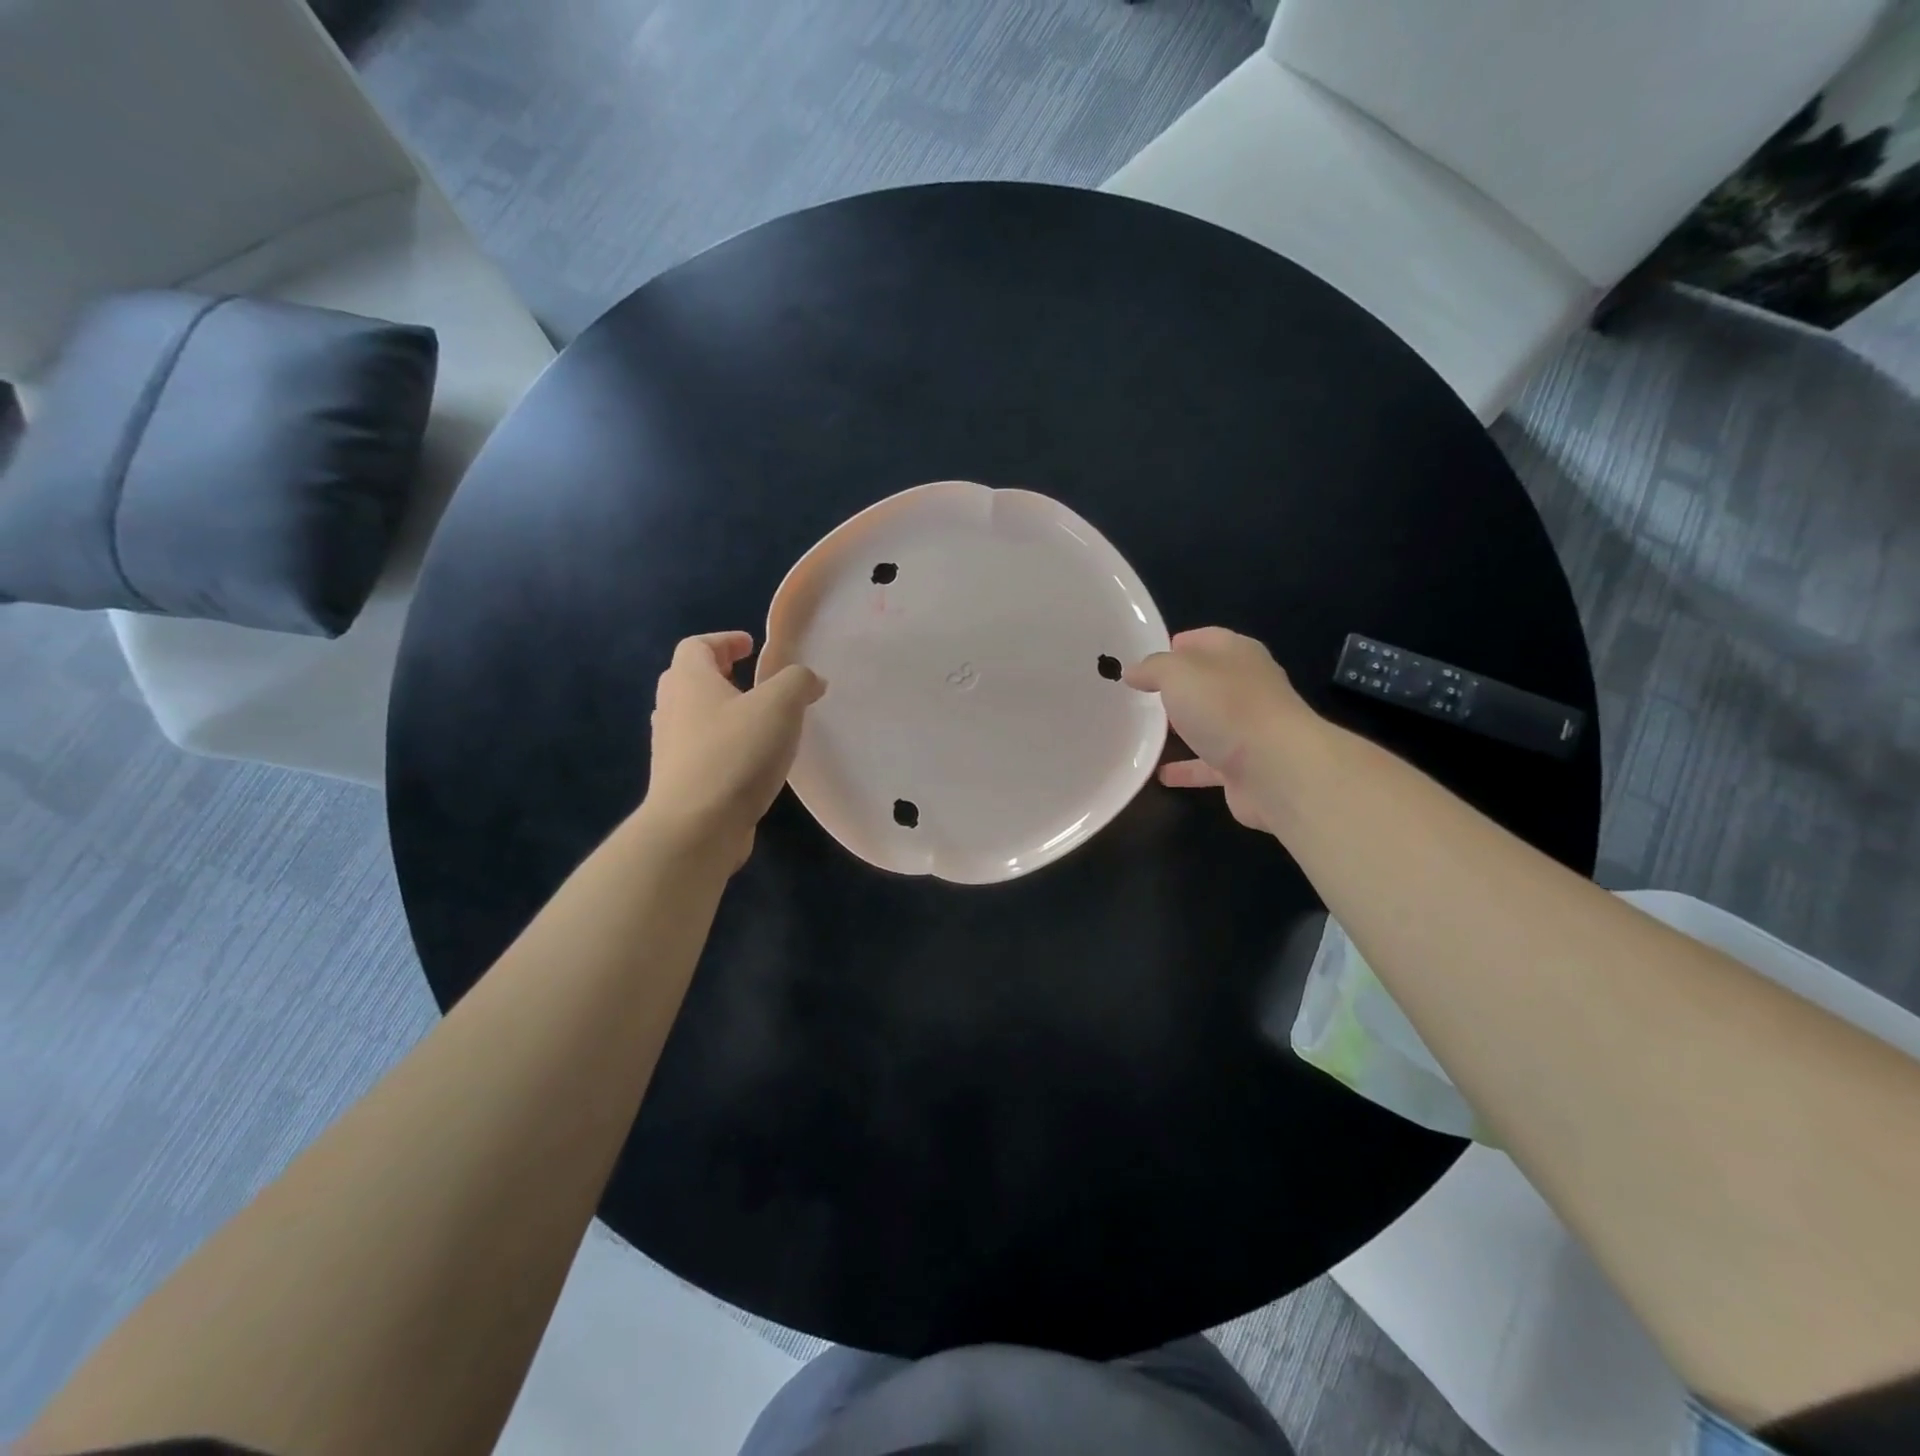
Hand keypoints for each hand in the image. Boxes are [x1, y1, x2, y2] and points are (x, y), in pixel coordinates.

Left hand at [644, 632, 825, 867]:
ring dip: (723, 711)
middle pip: (690, 679)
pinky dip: (724, 744)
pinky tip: (752, 760)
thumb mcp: (779, 706)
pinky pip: (702, 750)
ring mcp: (671, 748)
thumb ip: (798, 682)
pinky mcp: (681, 782)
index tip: (752, 646)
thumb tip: (810, 680)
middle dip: (721, 674)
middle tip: (752, 679)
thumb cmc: (735, 754)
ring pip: (694, 717)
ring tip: (758, 721)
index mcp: (689, 681)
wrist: (696, 828)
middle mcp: (671, 709)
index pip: (696, 646)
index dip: (724, 640)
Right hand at [1124, 627, 1314, 833]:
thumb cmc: (1227, 707)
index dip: (1176, 644)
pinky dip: (1186, 768)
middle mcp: (1247, 687)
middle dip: (1176, 687)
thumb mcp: (1178, 673)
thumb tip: (1133, 672)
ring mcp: (1249, 729)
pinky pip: (1208, 764)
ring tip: (1145, 732)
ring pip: (1209, 723)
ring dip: (1183, 727)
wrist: (1277, 770)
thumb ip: (1153, 669)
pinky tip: (1160, 774)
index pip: (1205, 639)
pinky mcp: (1245, 767)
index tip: (1144, 658)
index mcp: (1237, 654)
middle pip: (1207, 682)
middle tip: (1139, 696)